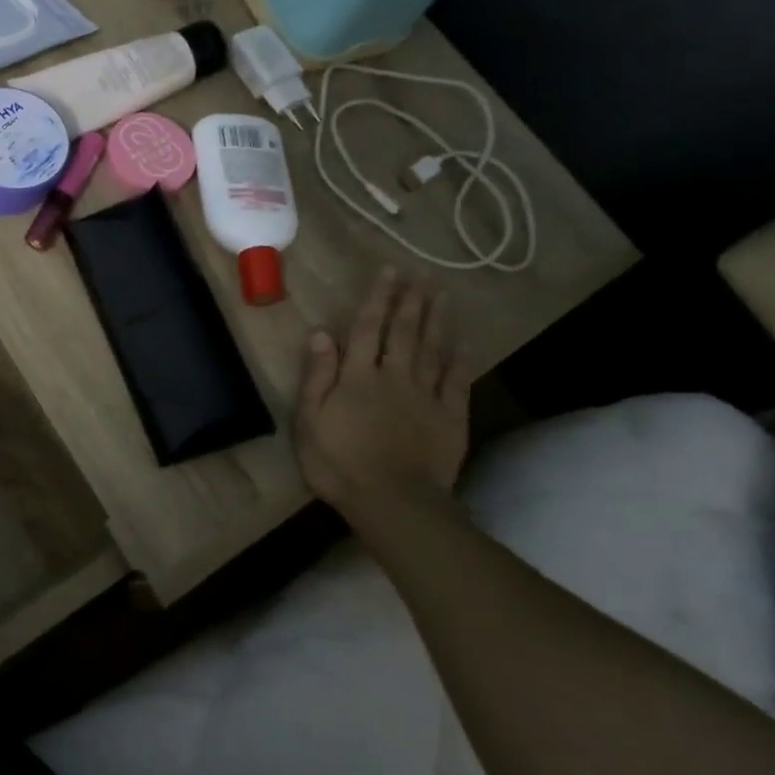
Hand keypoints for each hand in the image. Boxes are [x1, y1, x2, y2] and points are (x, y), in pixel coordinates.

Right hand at [295, 268, 473, 515]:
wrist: (393, 502)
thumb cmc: (339, 463)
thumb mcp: (310, 420)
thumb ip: (317, 376)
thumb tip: (320, 333)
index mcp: (357, 377)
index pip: (366, 328)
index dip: (378, 298)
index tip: (390, 271)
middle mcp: (394, 377)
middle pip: (403, 332)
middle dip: (411, 301)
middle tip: (422, 274)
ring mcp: (426, 397)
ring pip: (432, 350)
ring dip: (437, 321)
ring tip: (443, 295)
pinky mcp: (450, 419)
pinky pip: (457, 383)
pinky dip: (461, 361)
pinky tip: (464, 344)